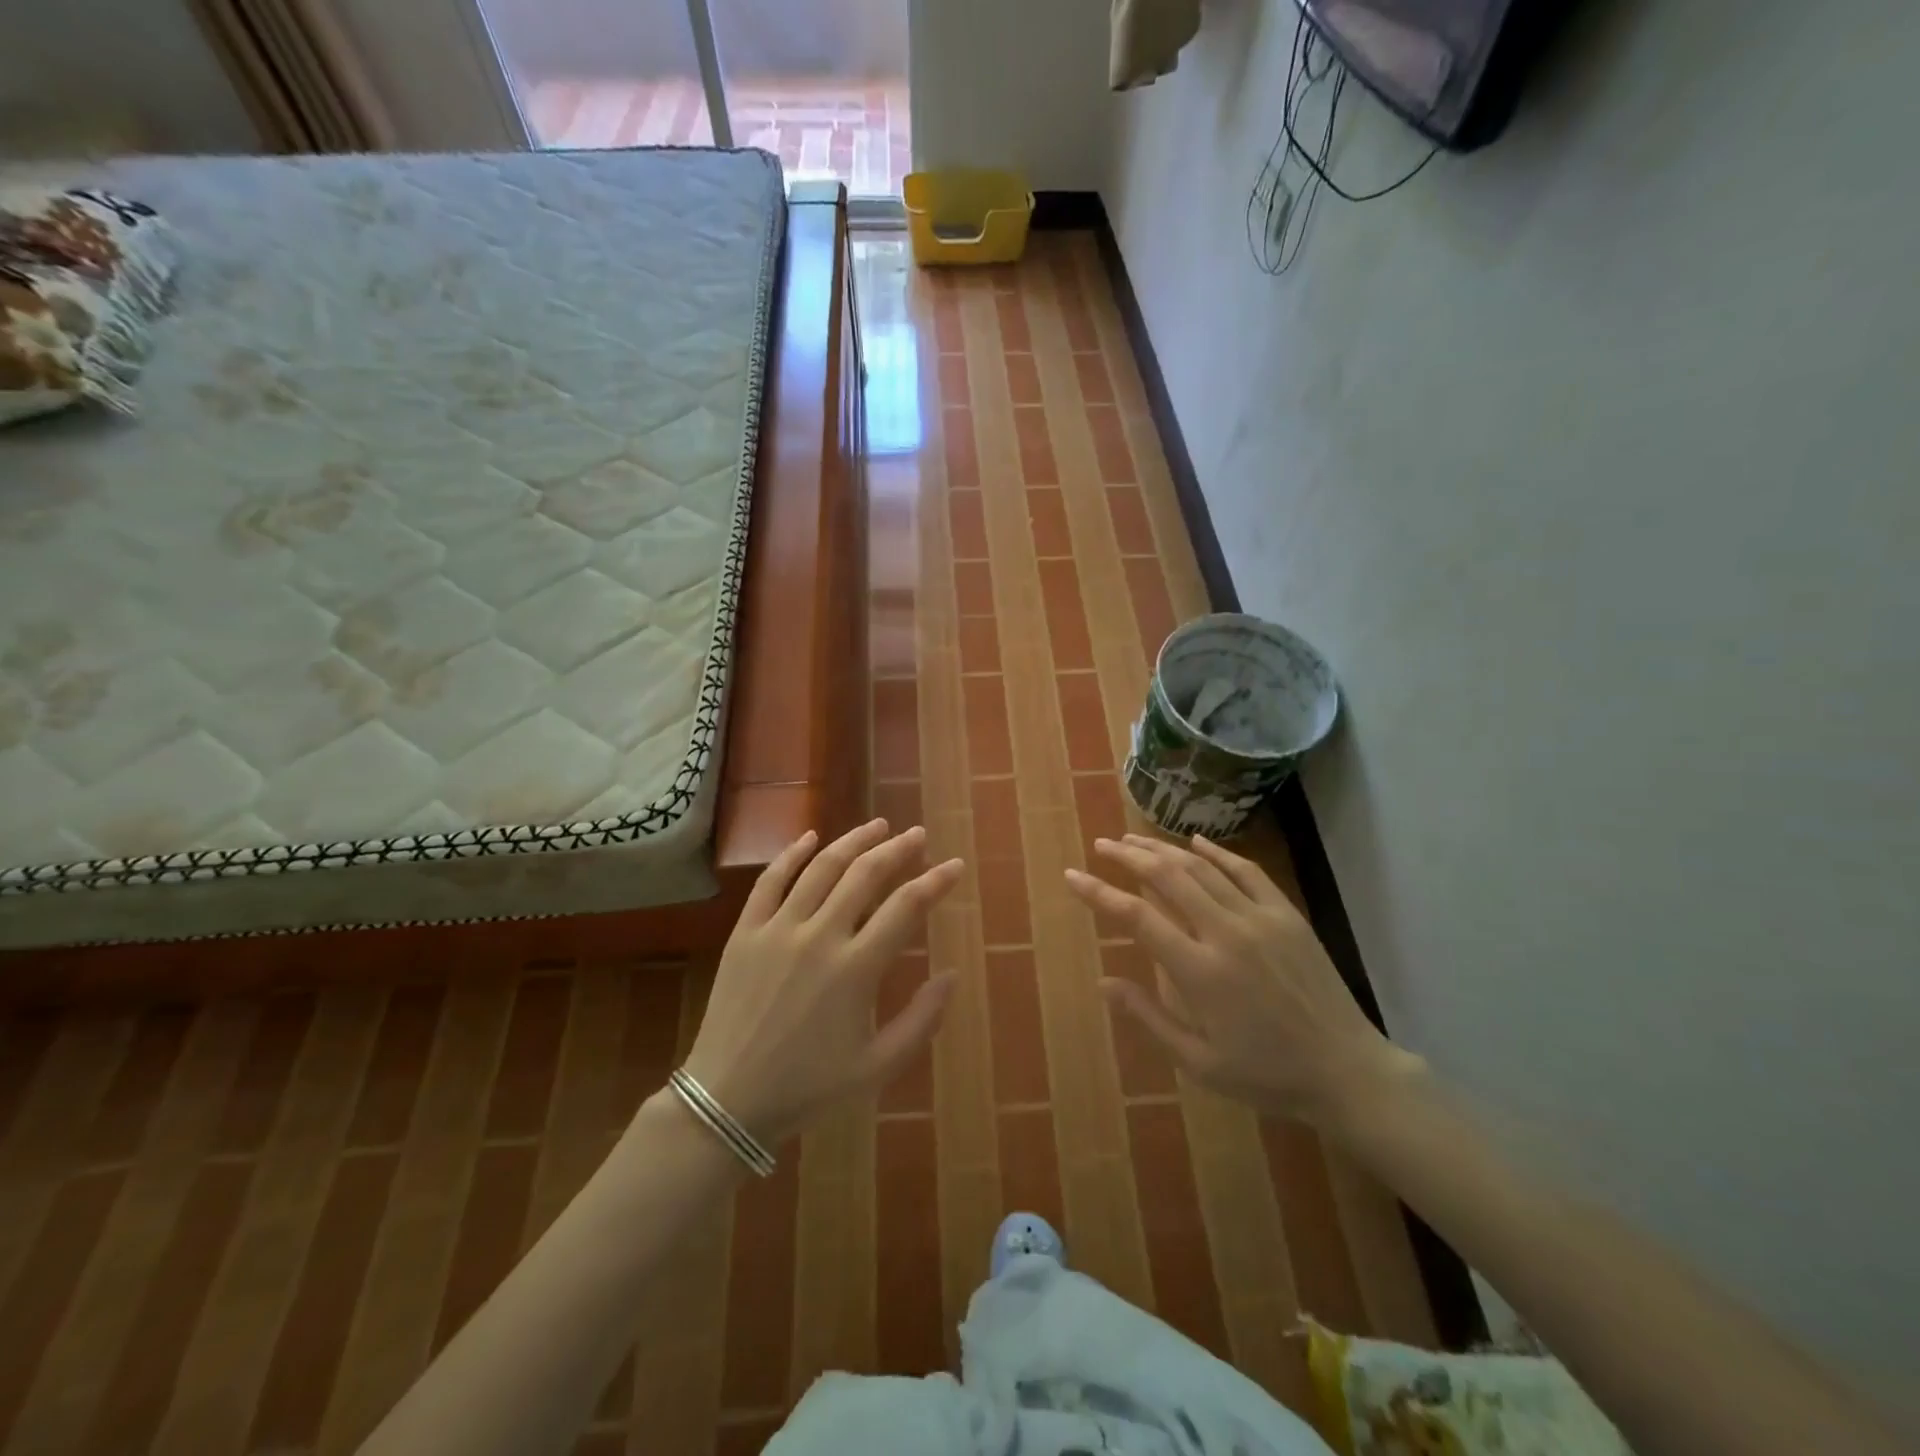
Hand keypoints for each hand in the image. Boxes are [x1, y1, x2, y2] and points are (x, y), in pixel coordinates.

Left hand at [681, 819, 963, 1145]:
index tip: (954, 866)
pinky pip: (770, 881)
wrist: (727, 1100)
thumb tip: (951, 975)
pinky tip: (811, 837)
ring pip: (822, 867)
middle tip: (917, 835)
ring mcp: (778, 930)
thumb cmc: (808, 1087)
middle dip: (898, 849)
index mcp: (856, 970)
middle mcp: (819, 937)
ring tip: (878, 826)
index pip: (906, 907)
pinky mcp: (745, 932)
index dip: (935, 881)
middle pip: (866, 875)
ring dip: (854, 841)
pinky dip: (792, 854)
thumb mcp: (878, 1066)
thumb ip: (922, 1020)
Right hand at [1065, 833, 1418, 1128]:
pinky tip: (1195, 842)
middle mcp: (1226, 933)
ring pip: (1201, 867)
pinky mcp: (1287, 915)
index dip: (1099, 893)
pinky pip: (1246, 870)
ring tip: (1134, 840)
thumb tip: (1104, 983)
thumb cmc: (1266, 1074)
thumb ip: (1148, 1018)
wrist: (1346, 1071)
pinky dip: (1217, 851)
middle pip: (1167, 877)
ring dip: (1163, 849)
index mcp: (1200, 972)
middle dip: (1128, 856)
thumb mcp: (1198, 1062)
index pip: (1136, 917)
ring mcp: (1260, 918)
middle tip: (1101, 845)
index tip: (1072, 876)